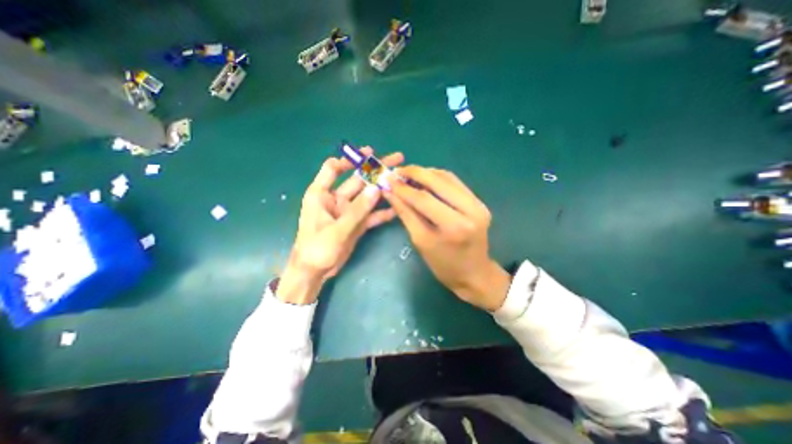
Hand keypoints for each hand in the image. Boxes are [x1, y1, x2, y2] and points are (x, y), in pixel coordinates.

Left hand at [276, 150, 402, 305]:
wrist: (315, 272)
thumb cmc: (317, 249)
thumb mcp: (337, 229)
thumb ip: (358, 210)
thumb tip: (376, 188)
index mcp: (321, 194)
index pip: (333, 168)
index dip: (349, 160)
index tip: (369, 155)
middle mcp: (336, 199)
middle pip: (358, 179)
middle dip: (376, 170)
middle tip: (397, 159)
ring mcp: (348, 211)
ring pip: (367, 196)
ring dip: (383, 188)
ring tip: (401, 180)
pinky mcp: (357, 223)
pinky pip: (371, 214)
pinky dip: (383, 211)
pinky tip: (397, 207)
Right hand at [385, 166, 509, 312]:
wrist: (474, 273)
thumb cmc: (444, 265)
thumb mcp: (421, 241)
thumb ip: (406, 214)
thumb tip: (390, 192)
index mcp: (454, 226)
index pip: (424, 199)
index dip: (403, 188)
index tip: (387, 179)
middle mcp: (471, 210)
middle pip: (439, 181)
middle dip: (415, 173)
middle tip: (397, 171)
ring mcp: (479, 204)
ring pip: (448, 178)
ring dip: (426, 172)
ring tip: (408, 174)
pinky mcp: (479, 202)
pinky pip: (455, 183)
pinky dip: (438, 177)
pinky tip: (425, 178)